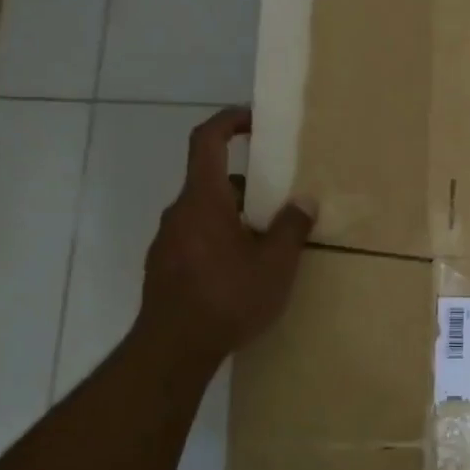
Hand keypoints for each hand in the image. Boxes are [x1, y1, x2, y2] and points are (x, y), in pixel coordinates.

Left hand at [136, 107, 315, 361]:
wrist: (173, 349)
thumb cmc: (228, 297)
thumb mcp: (275, 264)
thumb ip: (292, 227)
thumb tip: (304, 200)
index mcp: (203, 200)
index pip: (206, 140)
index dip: (228, 121)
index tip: (254, 121)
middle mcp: (179, 213)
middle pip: (212, 182)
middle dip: (248, 187)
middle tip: (281, 206)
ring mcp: (167, 241)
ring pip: (206, 214)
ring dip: (236, 218)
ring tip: (268, 247)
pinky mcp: (165, 268)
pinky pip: (196, 238)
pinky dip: (221, 240)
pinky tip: (242, 273)